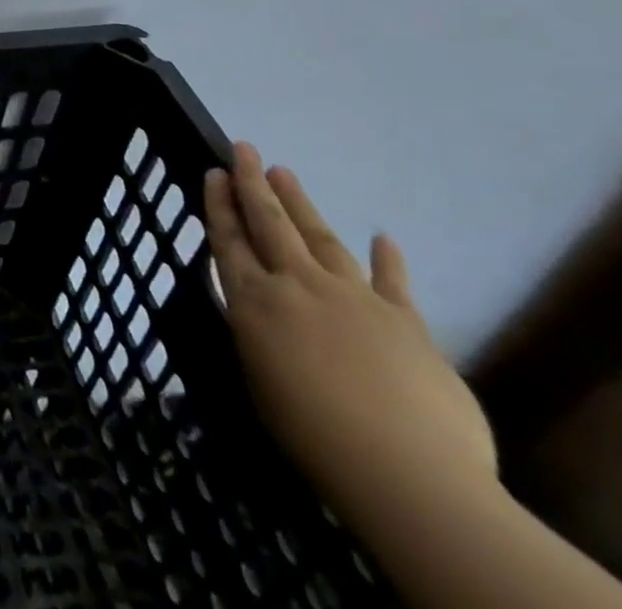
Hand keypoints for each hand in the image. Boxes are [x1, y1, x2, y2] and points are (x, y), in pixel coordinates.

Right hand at [204, 144, 495, 537]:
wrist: (408, 473)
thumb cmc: (312, 435)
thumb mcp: (259, 379)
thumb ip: (257, 335)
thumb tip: (261, 314)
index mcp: (255, 302)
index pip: (229, 240)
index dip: (219, 204)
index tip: (213, 172)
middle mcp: (298, 286)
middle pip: (270, 224)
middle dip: (253, 183)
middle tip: (243, 148)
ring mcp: (355, 298)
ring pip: (320, 237)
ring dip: (301, 203)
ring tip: (285, 172)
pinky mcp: (407, 322)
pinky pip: (394, 282)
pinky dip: (388, 258)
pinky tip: (383, 235)